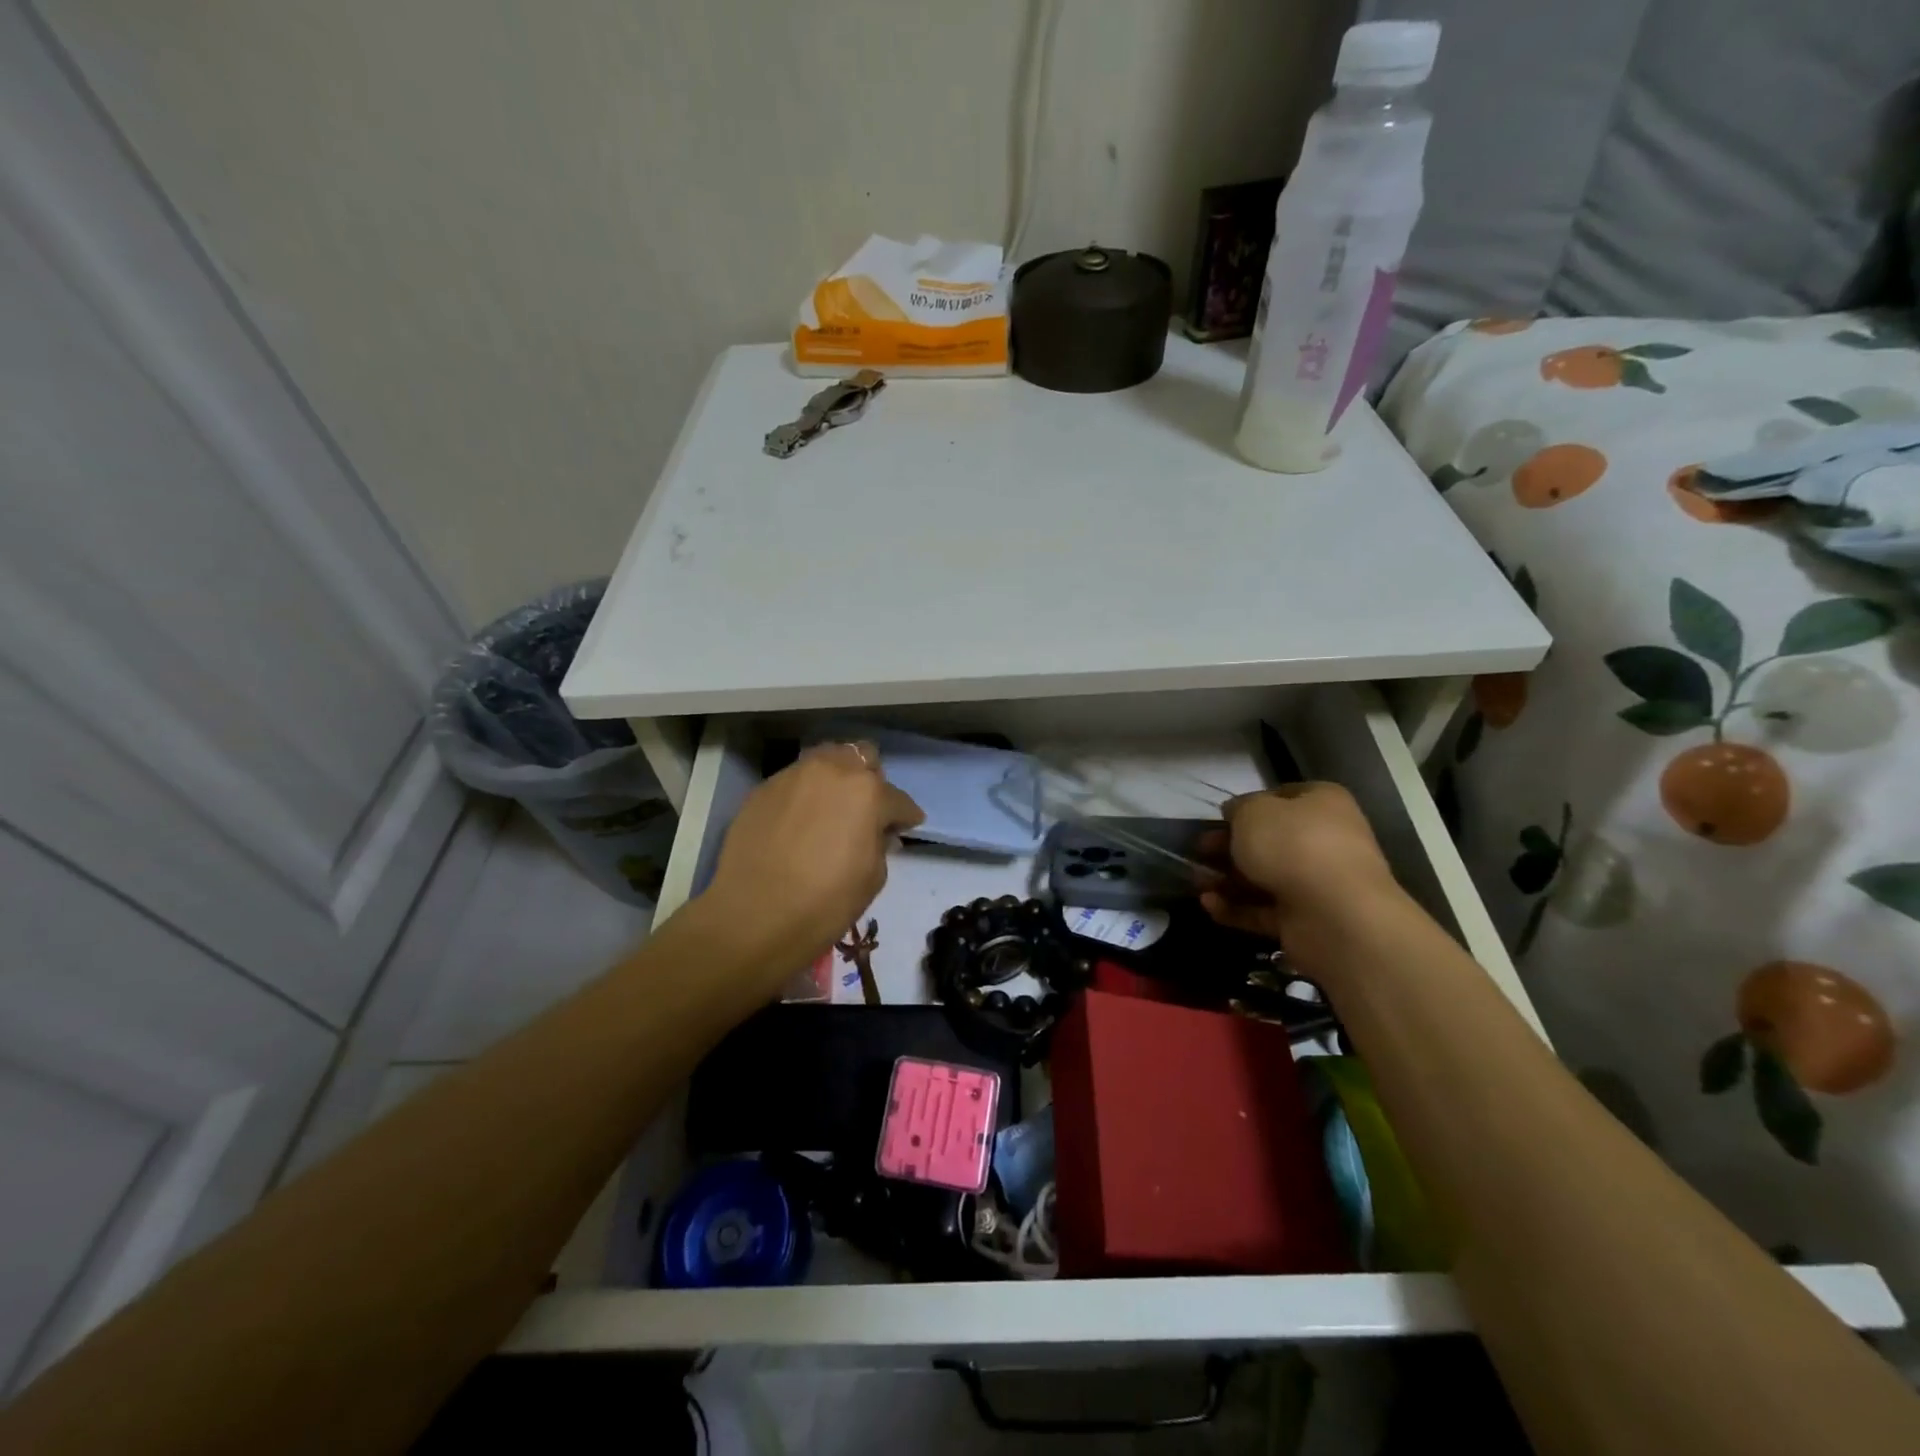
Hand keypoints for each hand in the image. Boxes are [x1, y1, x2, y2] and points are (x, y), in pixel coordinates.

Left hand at [697, 742, 923, 994]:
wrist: (754, 915)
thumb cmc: (826, 902)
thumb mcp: (873, 877)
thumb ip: (880, 843)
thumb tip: (879, 832)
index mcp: (868, 792)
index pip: (899, 799)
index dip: (905, 817)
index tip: (905, 828)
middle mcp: (832, 770)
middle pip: (862, 757)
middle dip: (871, 779)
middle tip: (866, 810)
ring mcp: (794, 775)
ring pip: (825, 760)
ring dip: (836, 778)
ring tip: (831, 808)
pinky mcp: (763, 788)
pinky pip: (794, 781)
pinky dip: (804, 794)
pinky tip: (799, 821)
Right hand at [1200, 783, 1403, 976]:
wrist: (1335, 914)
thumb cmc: (1293, 845)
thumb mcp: (1253, 811)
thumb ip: (1238, 808)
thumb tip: (1235, 814)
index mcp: (1322, 804)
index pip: (1283, 797)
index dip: (1250, 804)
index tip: (1220, 817)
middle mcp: (1324, 841)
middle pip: (1269, 841)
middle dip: (1229, 846)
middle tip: (1198, 851)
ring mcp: (1316, 884)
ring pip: (1263, 877)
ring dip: (1226, 879)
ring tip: (1195, 882)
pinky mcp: (1304, 921)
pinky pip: (1263, 911)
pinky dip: (1235, 908)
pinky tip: (1208, 905)